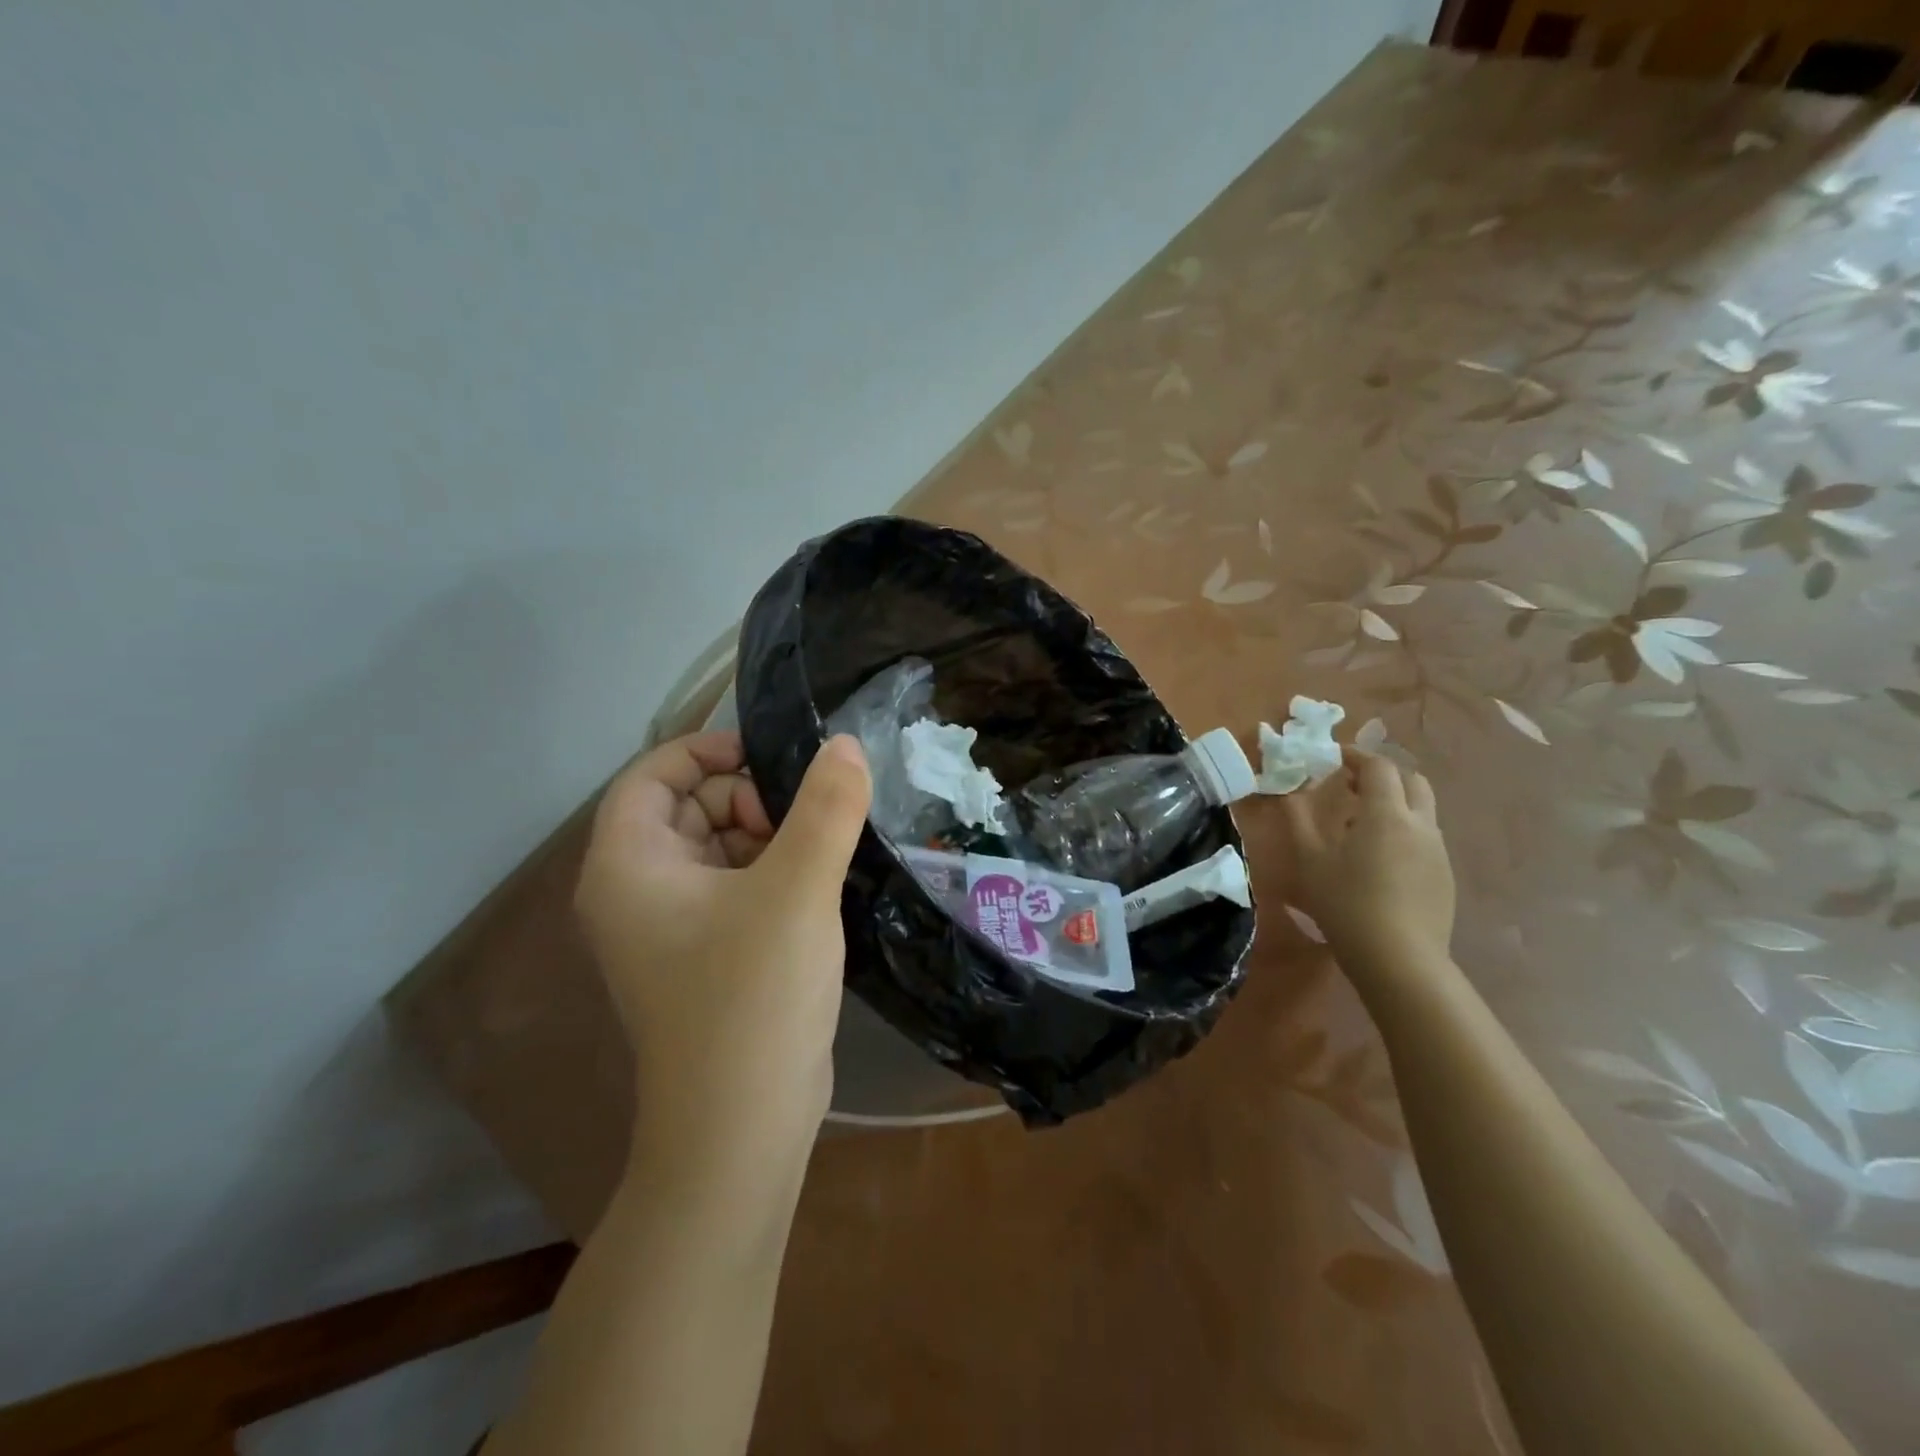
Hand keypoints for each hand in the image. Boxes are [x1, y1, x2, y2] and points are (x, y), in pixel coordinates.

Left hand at [575, 730, 871, 1181]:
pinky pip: (734, 886)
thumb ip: (826, 807)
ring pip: (717, 846)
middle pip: (687, 807)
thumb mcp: (797, 889)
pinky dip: (772, 872)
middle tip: (805, 824)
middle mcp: (636, 891)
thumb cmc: (753, 996)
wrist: (742, 1129)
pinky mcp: (705, 955)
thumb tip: (847, 745)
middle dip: (748, 798)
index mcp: (628, 865)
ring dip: (769, 837)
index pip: (652, 774)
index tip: (772, 756)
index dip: (709, 751)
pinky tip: (816, 887)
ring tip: (819, 857)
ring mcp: (670, 928)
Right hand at [1280, 749, 1454, 978]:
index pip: (1378, 766)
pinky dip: (1403, 830)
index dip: (1356, 756)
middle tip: (1350, 785)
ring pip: (1422, 809)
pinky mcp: (1445, 876)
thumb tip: (1290, 790)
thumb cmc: (1346, 904)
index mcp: (1386, 814)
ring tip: (1361, 823)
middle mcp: (1420, 824)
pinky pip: (1425, 838)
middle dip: (1382, 774)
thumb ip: (1298, 819)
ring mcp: (1438, 851)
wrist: (1399, 960)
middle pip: (1411, 780)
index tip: (1333, 758)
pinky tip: (1380, 859)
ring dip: (1394, 802)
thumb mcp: (1310, 860)